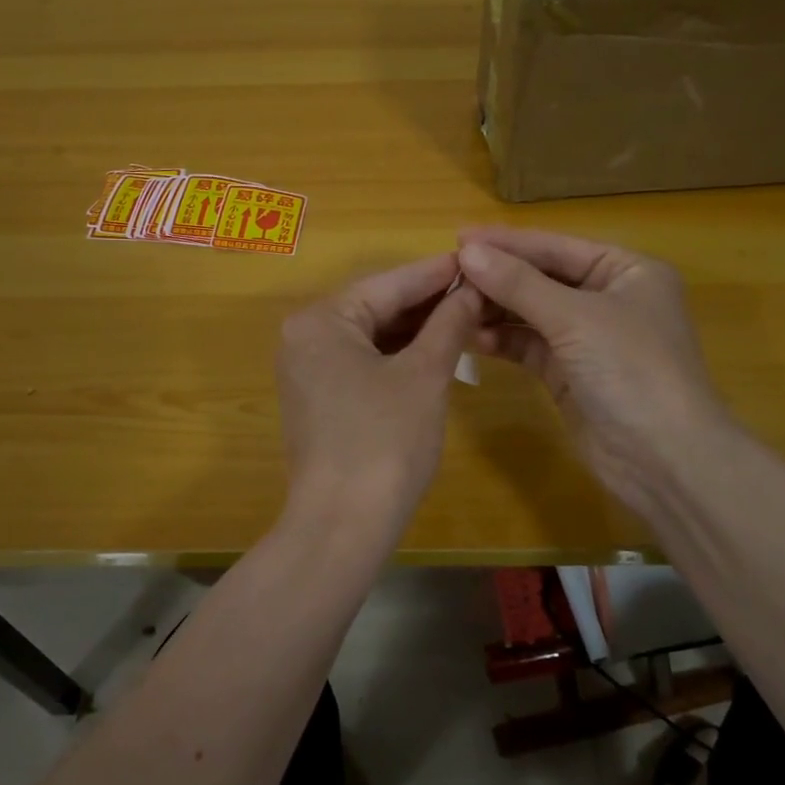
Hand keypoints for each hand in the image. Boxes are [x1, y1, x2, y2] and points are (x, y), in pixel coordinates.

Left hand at [277, 254, 480, 529]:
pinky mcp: (319, 398)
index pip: (389, 283)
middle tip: (479, 288)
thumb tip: (471, 290)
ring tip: (466, 314)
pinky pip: (363, 361)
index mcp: (322, 320)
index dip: (437, 273)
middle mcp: (305, 336)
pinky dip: (398, 355)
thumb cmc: (385, 442)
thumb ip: (448, 324)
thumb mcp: (424, 375)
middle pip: (377, 306)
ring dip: (416, 329)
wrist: (342, 526)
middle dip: (428, 302)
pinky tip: (436, 348)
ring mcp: (308, 369)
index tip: (476, 258)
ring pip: (372, 335)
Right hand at [457, 227, 729, 530]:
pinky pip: (528, 345)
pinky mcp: (569, 373)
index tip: (458, 237)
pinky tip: (471, 336)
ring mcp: (588, 338)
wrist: (664, 460)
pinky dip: (502, 339)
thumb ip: (519, 284)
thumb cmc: (632, 370)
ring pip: (532, 313)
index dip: (508, 243)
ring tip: (452, 305)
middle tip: (448, 273)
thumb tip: (468, 251)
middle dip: (498, 277)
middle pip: (542, 278)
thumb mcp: (575, 318)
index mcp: (627, 271)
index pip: (557, 247)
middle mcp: (608, 298)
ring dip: (495, 308)